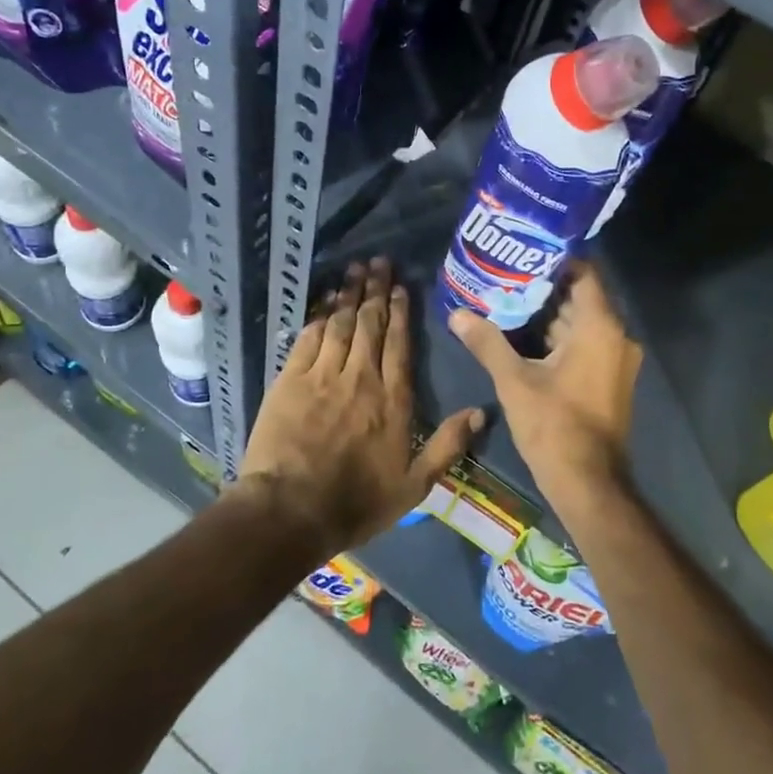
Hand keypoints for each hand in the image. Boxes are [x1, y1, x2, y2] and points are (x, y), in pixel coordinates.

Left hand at [237, 257, 482, 554]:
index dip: (400, 313)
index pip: (399, 345)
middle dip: (376, 291)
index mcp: (392, 400)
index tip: (401, 288)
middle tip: (379, 262)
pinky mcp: (291, 380)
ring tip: (355, 269)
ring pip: (341, 324)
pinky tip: (324, 301)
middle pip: (370, 325)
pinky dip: (319, 316)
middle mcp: (361, 378)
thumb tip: (482, 412)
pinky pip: (309, 338)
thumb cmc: (356, 502)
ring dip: (349, 294)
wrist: (291, 511)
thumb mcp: (414, 486)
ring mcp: (323, 376)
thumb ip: (448, 446)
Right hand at [447, 262, 640, 519]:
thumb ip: (487, 343)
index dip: (554, 260)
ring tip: (507, 301)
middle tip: (504, 276)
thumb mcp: (514, 381)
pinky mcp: (609, 378)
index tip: (522, 252)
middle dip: (542, 288)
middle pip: (579, 297)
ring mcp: (616, 359)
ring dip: (547, 314)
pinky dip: (558, 337)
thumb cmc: (554, 426)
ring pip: (580, 323)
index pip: (583, 273)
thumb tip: (456, 314)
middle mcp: (616, 336)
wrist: (588, 484)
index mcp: (600, 327)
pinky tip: (523, 336)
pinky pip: (585, 344)